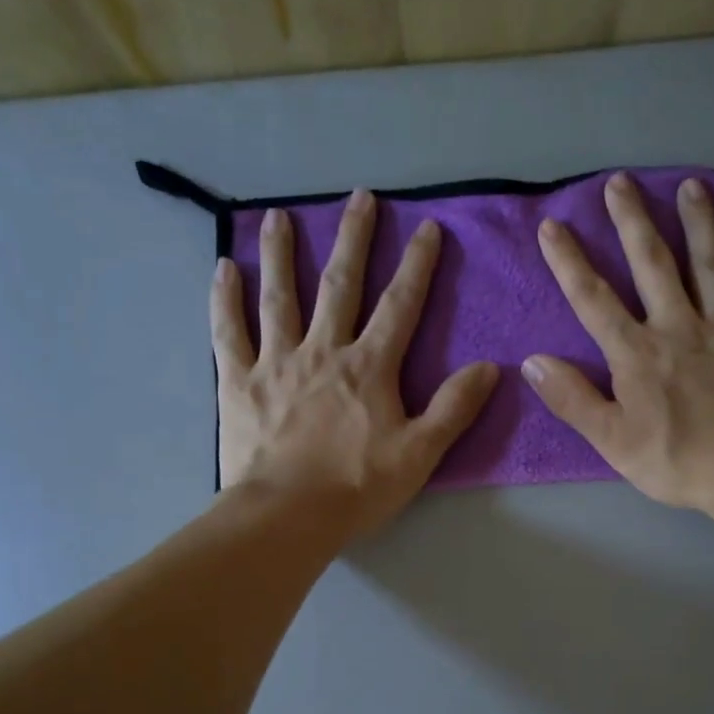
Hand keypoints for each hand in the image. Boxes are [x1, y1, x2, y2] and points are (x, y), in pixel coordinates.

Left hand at [213, 189, 498, 537]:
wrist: (287, 516)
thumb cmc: (357, 487)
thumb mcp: (420, 453)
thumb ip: (454, 408)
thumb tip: (490, 367)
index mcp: (369, 367)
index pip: (400, 305)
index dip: (417, 265)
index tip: (427, 228)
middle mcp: (323, 350)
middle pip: (340, 285)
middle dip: (354, 240)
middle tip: (359, 197)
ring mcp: (276, 362)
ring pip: (280, 296)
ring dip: (281, 253)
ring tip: (280, 216)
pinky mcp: (239, 382)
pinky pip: (229, 332)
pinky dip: (224, 299)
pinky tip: (223, 267)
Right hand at [523, 172, 713, 524]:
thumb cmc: (679, 462)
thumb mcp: (613, 441)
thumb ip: (572, 399)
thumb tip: (532, 362)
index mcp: (637, 354)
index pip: (594, 300)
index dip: (570, 262)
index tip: (553, 226)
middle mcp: (679, 325)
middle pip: (652, 264)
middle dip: (632, 221)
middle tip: (620, 181)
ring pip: (710, 263)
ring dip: (698, 222)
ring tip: (689, 184)